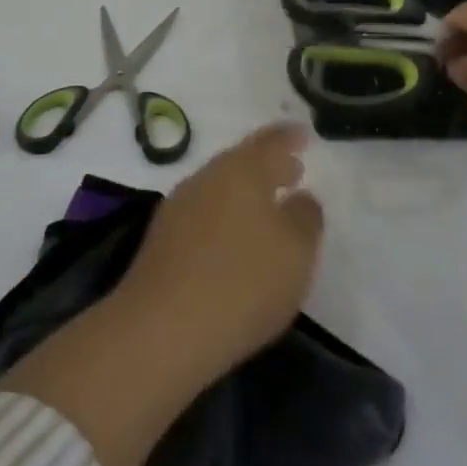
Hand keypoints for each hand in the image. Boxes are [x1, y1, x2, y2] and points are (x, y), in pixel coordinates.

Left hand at [116, 122, 323, 377]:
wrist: (160, 330)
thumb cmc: (242, 283)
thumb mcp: (296, 253)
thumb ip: (306, 218)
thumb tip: (301, 198)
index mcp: (244, 169)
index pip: (272, 141)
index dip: (290, 137)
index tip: (304, 135)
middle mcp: (209, 176)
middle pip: (243, 160)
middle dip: (268, 164)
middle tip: (292, 170)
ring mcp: (180, 205)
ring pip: (221, 186)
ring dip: (246, 191)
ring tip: (267, 207)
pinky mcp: (162, 238)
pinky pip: (204, 212)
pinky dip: (225, 215)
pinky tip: (232, 239)